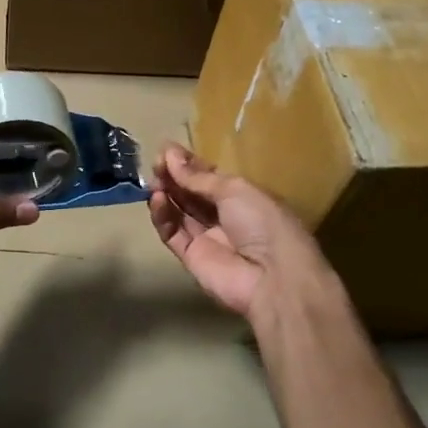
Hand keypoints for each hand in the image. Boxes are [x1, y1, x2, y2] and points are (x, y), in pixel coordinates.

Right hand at [149, 145, 335, 321]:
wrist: (273, 277)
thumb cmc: (262, 222)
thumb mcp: (234, 189)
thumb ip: (198, 176)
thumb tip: (169, 154)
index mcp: (242, 197)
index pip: (208, 177)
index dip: (188, 164)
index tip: (166, 150)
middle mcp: (223, 216)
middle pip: (191, 193)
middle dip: (173, 176)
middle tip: (156, 162)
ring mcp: (207, 237)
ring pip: (179, 212)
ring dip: (166, 193)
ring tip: (154, 180)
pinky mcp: (191, 257)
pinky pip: (172, 233)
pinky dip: (163, 217)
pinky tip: (157, 200)